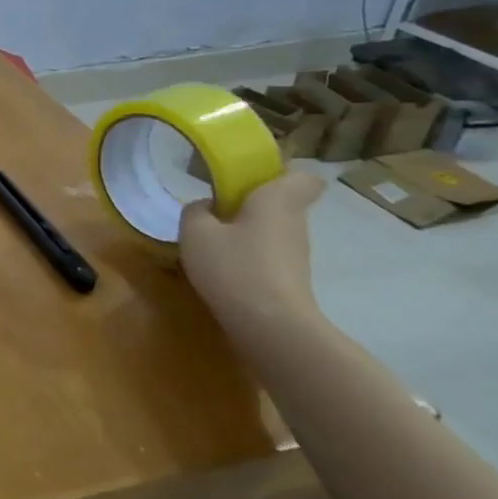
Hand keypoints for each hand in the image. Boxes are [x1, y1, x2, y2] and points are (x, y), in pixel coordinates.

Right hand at [178, 170, 324, 332]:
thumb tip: (206, 207)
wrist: (270, 326)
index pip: (303, 176)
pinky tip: (221, 268)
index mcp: (277, 199)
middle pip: (281, 202)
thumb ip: (196, 211)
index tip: (251, 176)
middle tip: (215, 206)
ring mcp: (296, 253)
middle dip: (251, 202)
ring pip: (272, 229)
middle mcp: (294, 222)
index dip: (281, 172)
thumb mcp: (195, 232)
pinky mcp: (290, 279)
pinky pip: (268, 254)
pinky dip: (248, 256)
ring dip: (246, 230)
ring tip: (211, 240)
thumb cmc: (234, 266)